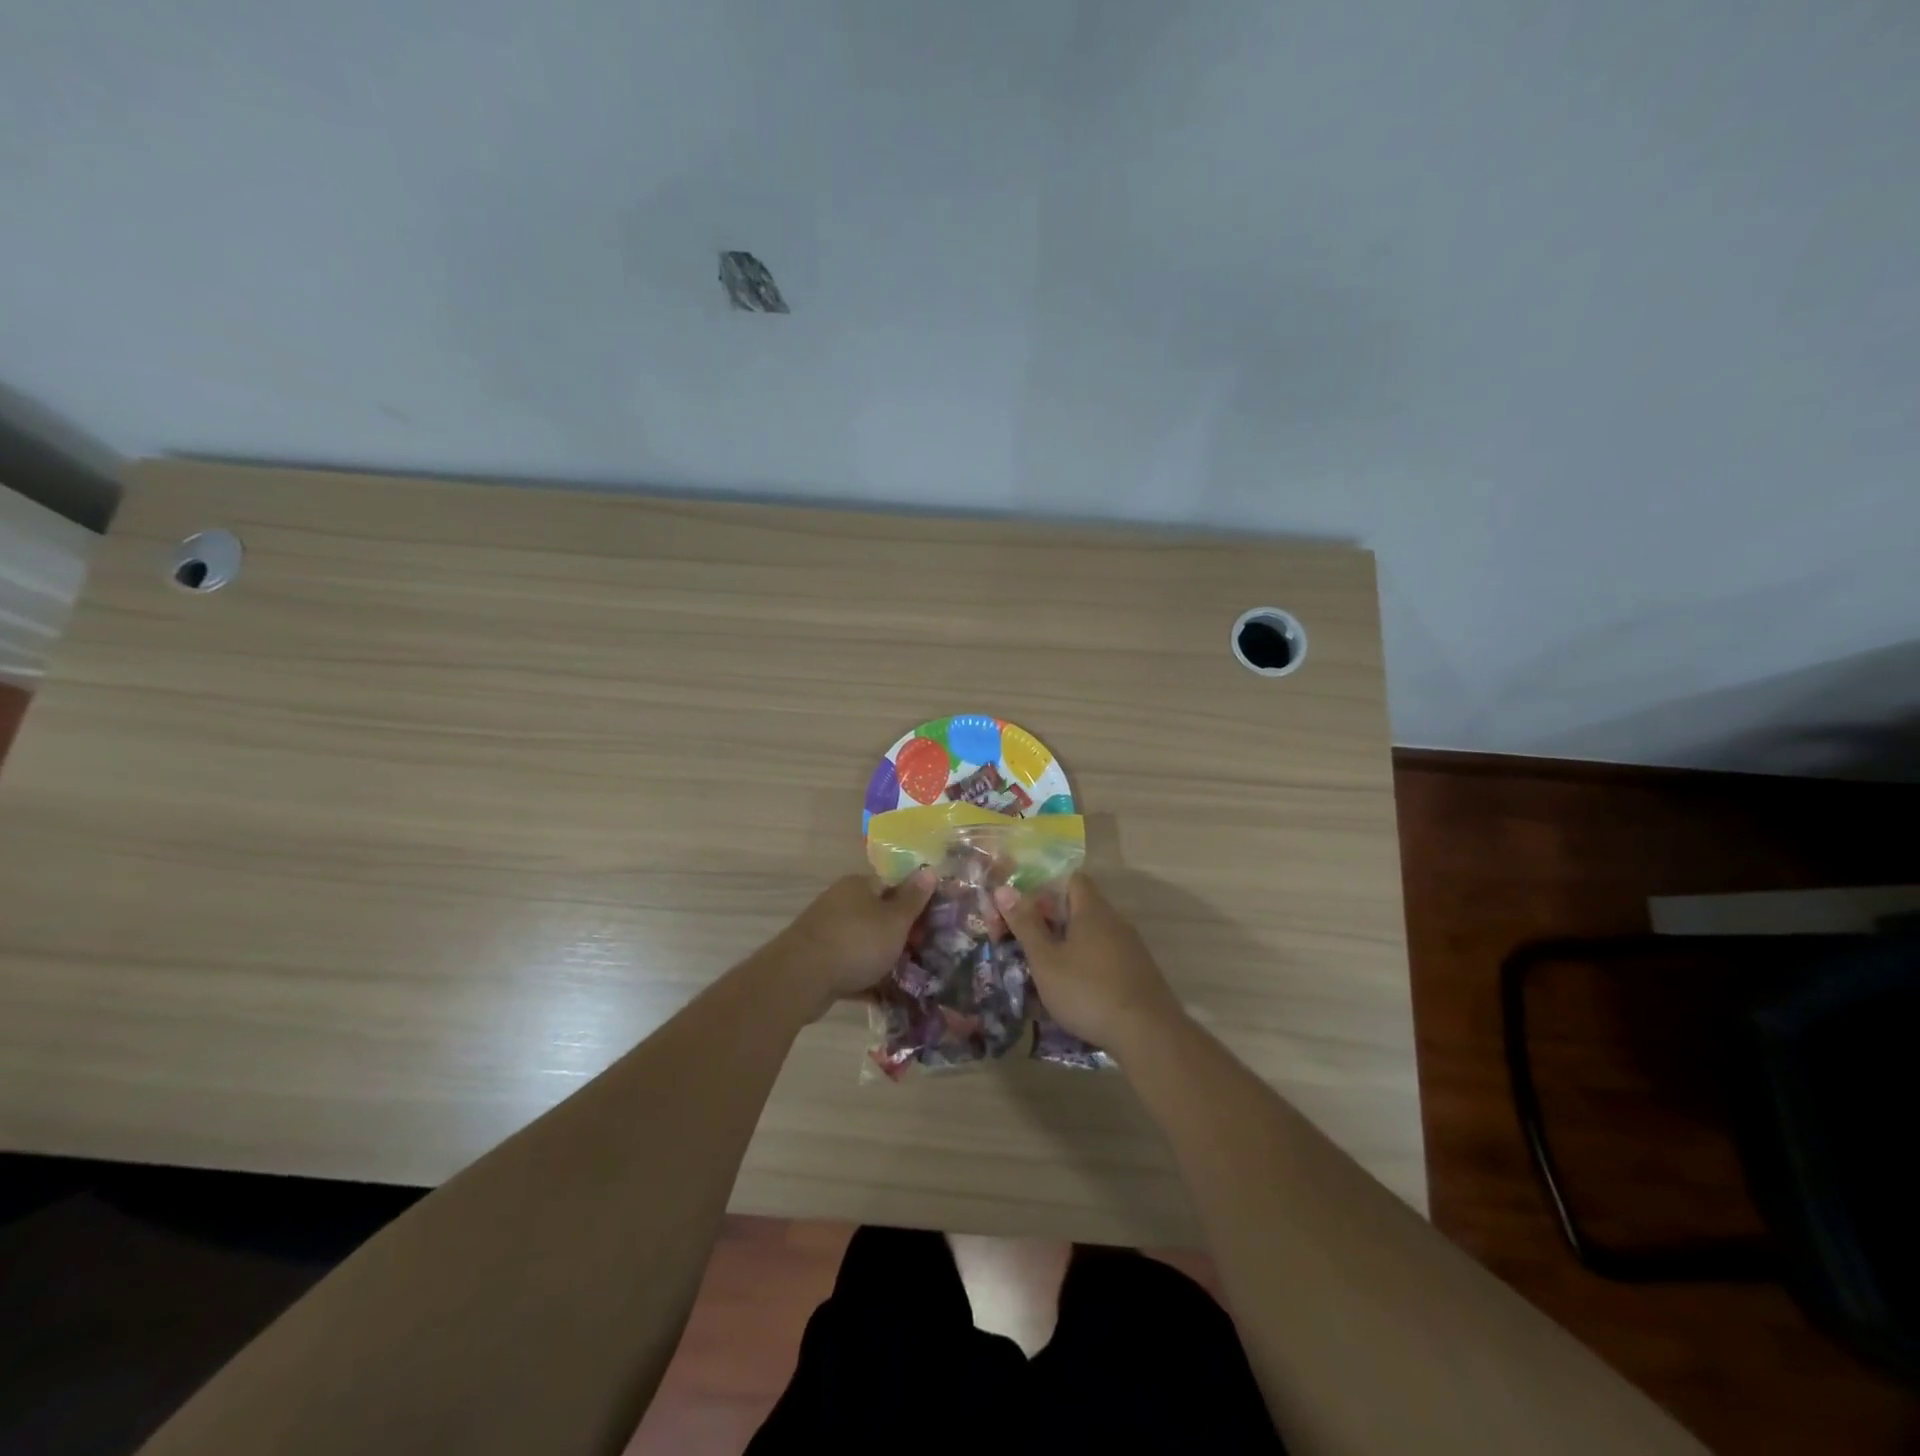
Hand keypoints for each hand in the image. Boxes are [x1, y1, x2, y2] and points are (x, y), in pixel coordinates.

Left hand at [765, 870, 935, 1013]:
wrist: (799, 979)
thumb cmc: (856, 942)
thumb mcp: (894, 920)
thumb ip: (913, 899)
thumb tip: (929, 870)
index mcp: (858, 886)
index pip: (892, 885)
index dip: (914, 903)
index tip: (930, 925)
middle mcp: (840, 903)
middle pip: (878, 915)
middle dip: (899, 935)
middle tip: (922, 954)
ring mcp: (826, 932)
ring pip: (864, 943)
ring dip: (883, 959)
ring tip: (908, 979)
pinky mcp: (817, 961)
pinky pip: (849, 967)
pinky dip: (865, 979)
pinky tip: (883, 997)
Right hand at [993, 874, 1183, 1052]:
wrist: (1147, 1034)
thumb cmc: (1087, 991)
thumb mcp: (1046, 961)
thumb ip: (1025, 925)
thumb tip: (1003, 889)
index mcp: (1091, 910)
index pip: (1072, 879)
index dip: (1047, 888)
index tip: (1026, 910)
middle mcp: (1115, 920)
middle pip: (1081, 907)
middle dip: (1053, 921)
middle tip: (1028, 944)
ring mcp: (1131, 946)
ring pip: (1093, 934)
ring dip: (1070, 945)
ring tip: (1047, 971)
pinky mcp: (1139, 971)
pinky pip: (1107, 955)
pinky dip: (1088, 964)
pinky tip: (1076, 990)